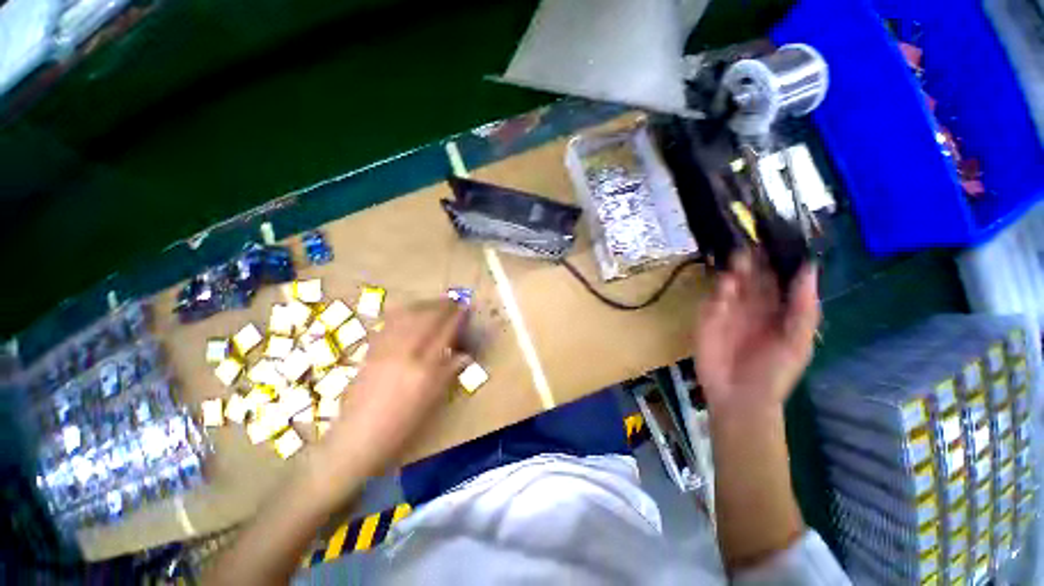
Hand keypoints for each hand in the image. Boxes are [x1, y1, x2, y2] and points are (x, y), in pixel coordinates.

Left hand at [321, 300, 469, 476]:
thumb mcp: (432, 400)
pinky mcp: (371, 350)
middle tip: (453, 301)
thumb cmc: (402, 424)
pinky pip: (389, 323)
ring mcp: (385, 348)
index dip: (457, 317)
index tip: (465, 307)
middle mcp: (405, 351)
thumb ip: (449, 372)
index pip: (445, 331)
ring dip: (423, 305)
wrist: (358, 437)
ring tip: (434, 303)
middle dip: (442, 305)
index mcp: (424, 366)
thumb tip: (465, 355)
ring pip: (406, 315)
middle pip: (426, 317)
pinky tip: (410, 312)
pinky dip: (403, 312)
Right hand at [693, 251, 819, 415]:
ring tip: (738, 256)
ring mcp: (727, 311)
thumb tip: (809, 269)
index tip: (776, 239)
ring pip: (730, 284)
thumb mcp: (798, 342)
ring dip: (733, 271)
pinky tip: (726, 288)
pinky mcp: (706, 319)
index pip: (777, 278)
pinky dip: (719, 293)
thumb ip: (804, 308)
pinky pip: (712, 301)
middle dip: (752, 260)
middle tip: (752, 243)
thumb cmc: (774, 373)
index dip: (777, 260)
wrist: (739, 397)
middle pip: (752, 276)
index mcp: (777, 309)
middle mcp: (752, 305)